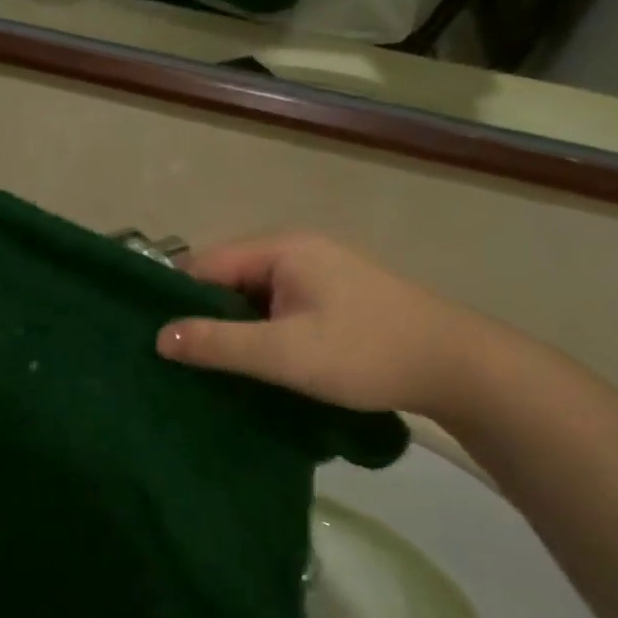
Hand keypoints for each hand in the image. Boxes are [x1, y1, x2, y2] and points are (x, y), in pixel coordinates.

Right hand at [157, 234, 499, 417]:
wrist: (460, 368)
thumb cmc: (366, 353)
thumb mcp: (285, 353)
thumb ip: (219, 343)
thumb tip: (159, 337)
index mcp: (281, 249)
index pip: (205, 264)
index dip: (178, 299)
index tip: (157, 339)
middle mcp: (296, 250)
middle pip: (226, 278)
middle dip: (204, 316)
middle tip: (180, 360)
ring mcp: (317, 272)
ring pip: (252, 296)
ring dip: (234, 328)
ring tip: (211, 367)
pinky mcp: (332, 296)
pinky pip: (277, 308)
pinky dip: (261, 332)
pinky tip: (255, 362)